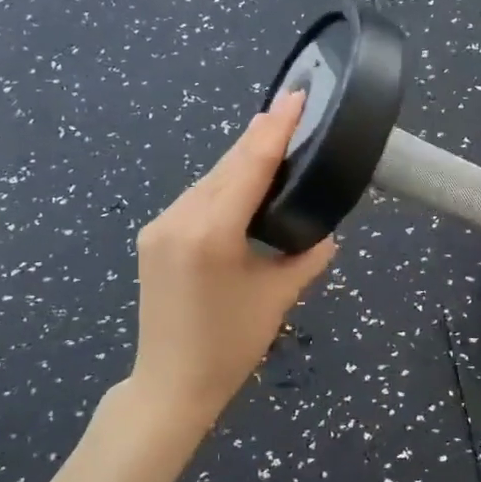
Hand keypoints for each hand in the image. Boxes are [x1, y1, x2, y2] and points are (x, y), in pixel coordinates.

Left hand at [131, 89, 337, 424]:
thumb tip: (327, 231)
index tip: (296, 96)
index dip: (276, 127)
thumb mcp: (277, 297)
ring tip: (272, 137)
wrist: (169, 385)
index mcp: (212, 232)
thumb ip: (306, 256)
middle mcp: (180, 218)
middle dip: (259, 136)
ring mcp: (160, 225)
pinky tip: (240, 179)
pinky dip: (222, 183)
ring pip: (209, 179)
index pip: (250, 165)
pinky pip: (195, 198)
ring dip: (240, 159)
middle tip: (290, 109)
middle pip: (227, 165)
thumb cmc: (230, 346)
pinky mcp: (153, 236)